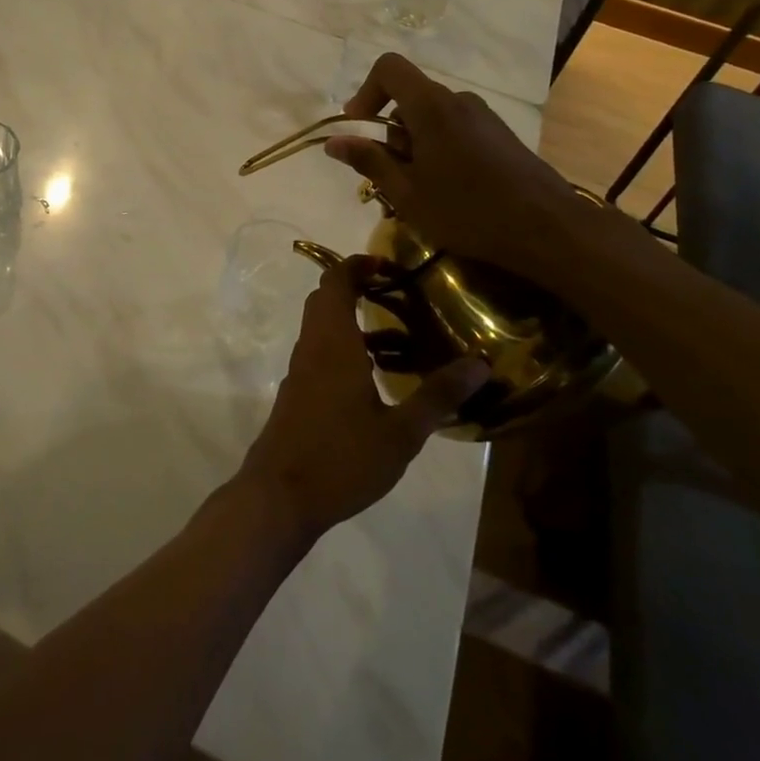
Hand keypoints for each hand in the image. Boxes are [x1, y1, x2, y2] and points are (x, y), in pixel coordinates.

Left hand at [235, 257, 489, 539]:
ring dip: (357, 325)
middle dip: (358, 289)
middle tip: (398, 296)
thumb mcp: (400, 432)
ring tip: (404, 344)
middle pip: (327, 301)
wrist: (280, 495)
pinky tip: (379, 383)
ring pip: (325, 330)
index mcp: (333, 343)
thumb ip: (437, 396)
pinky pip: (322, 354)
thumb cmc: (341, 458)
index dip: (357, 265)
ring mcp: (301, 371)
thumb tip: (480, 364)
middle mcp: (312, 348)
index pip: (336, 283)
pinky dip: (348, 351)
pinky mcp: (298, 394)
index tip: (388, 265)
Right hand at [323, 52, 592, 290]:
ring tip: (418, 192)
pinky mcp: (499, 135)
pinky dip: (438, 151)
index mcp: (431, 107)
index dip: (366, 92)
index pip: (389, 68)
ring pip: (431, 118)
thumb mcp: (407, 192)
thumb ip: (369, 161)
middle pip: (408, 99)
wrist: (549, 229)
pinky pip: (454, 130)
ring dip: (414, 147)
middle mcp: (457, 101)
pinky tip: (448, 192)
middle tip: (389, 180)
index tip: (358, 130)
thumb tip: (334, 141)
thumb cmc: (468, 211)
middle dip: (389, 134)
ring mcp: (483, 117)